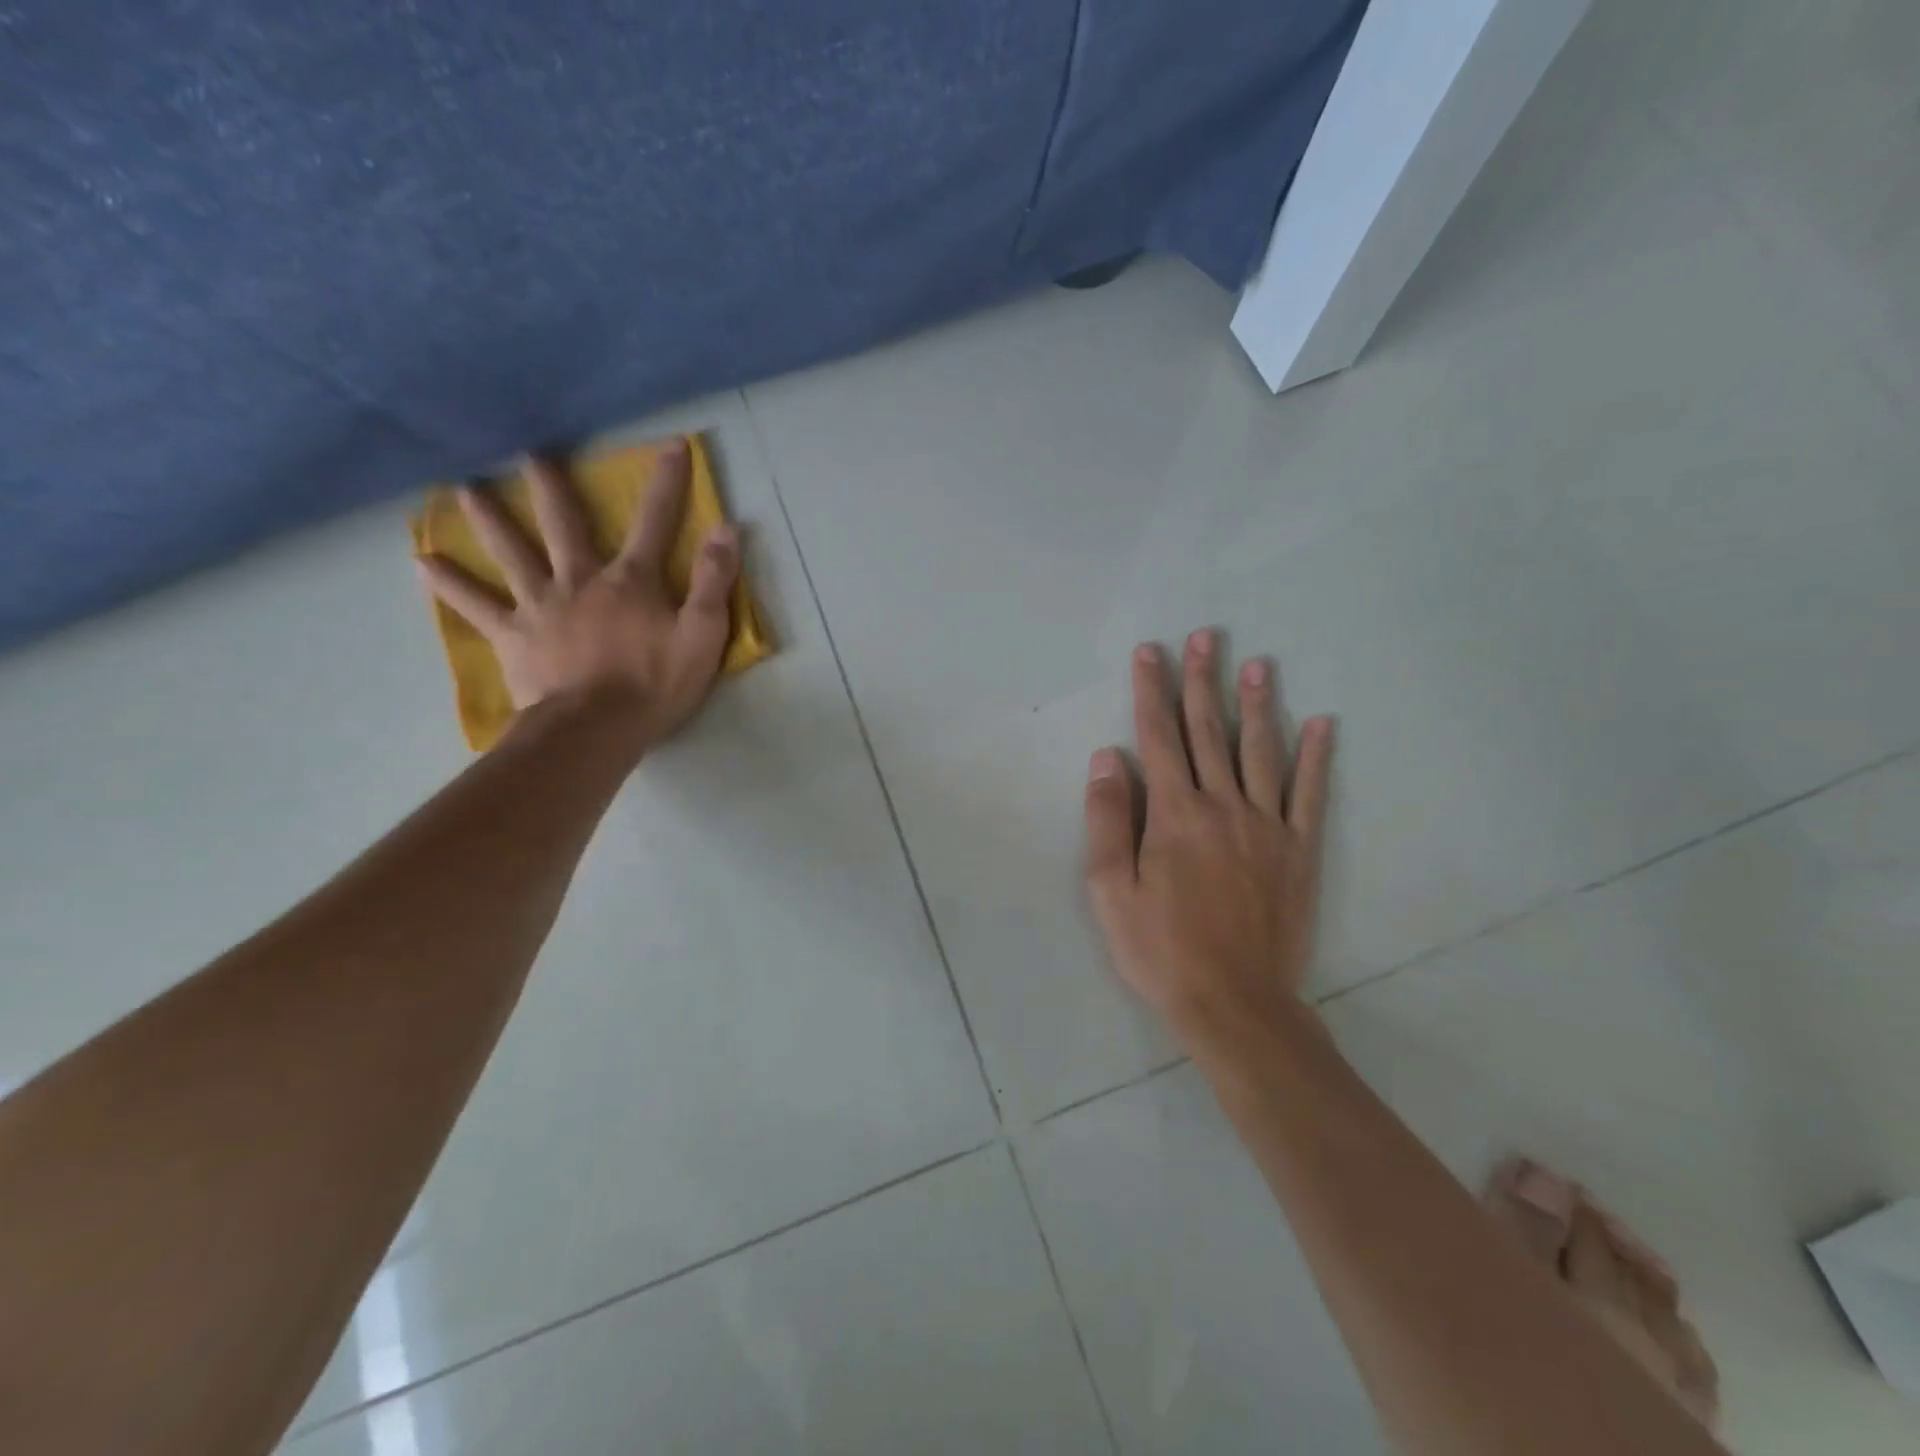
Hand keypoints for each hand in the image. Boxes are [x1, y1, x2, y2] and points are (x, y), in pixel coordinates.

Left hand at [416, 440, 738, 744]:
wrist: (595, 729)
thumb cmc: (655, 685)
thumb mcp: (703, 636)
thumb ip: (714, 582)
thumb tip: (726, 528)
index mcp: (630, 581)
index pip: (654, 522)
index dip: (667, 483)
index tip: (671, 445)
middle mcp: (580, 580)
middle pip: (564, 524)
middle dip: (553, 488)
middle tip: (531, 454)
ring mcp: (540, 605)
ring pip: (511, 552)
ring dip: (489, 519)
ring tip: (464, 489)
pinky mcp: (512, 636)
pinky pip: (475, 605)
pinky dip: (448, 584)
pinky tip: (421, 563)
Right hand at [1084, 631, 1333, 1062]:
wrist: (1234, 1002)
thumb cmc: (1160, 949)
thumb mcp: (1109, 890)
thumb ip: (1107, 819)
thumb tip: (1107, 758)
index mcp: (1173, 814)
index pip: (1158, 736)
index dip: (1151, 690)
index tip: (1151, 651)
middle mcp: (1222, 806)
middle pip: (1208, 731)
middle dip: (1202, 681)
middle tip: (1205, 636)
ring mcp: (1267, 826)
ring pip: (1260, 751)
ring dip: (1257, 704)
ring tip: (1258, 663)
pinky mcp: (1299, 851)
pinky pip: (1310, 794)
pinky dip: (1316, 757)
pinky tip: (1322, 723)